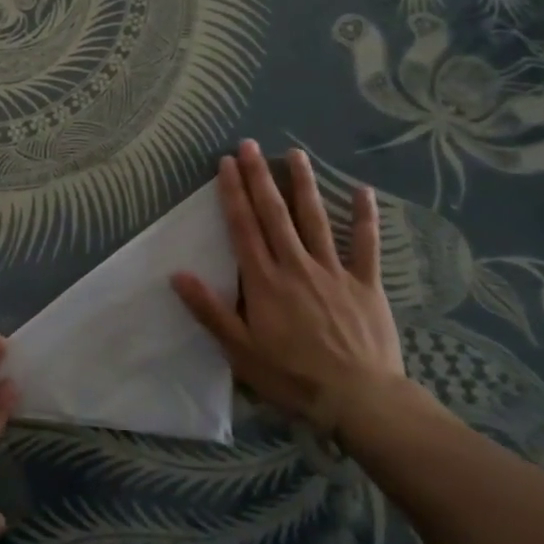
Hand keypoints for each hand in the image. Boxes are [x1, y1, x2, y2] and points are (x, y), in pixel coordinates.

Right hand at [171, 140, 410, 440]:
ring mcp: (333, 271)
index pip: (244, 227)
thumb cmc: (292, 377)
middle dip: (260, 177)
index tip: (226, 163)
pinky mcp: (365, 283)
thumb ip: (209, 310)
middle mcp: (296, 265)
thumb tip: (177, 274)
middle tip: (250, 145)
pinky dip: (365, 217)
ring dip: (304, 184)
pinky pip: (366, 245)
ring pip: (316, 219)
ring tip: (296, 154)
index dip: (233, 193)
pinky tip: (363, 190)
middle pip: (274, 214)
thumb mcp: (240, 351)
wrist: (359, 399)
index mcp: (264, 280)